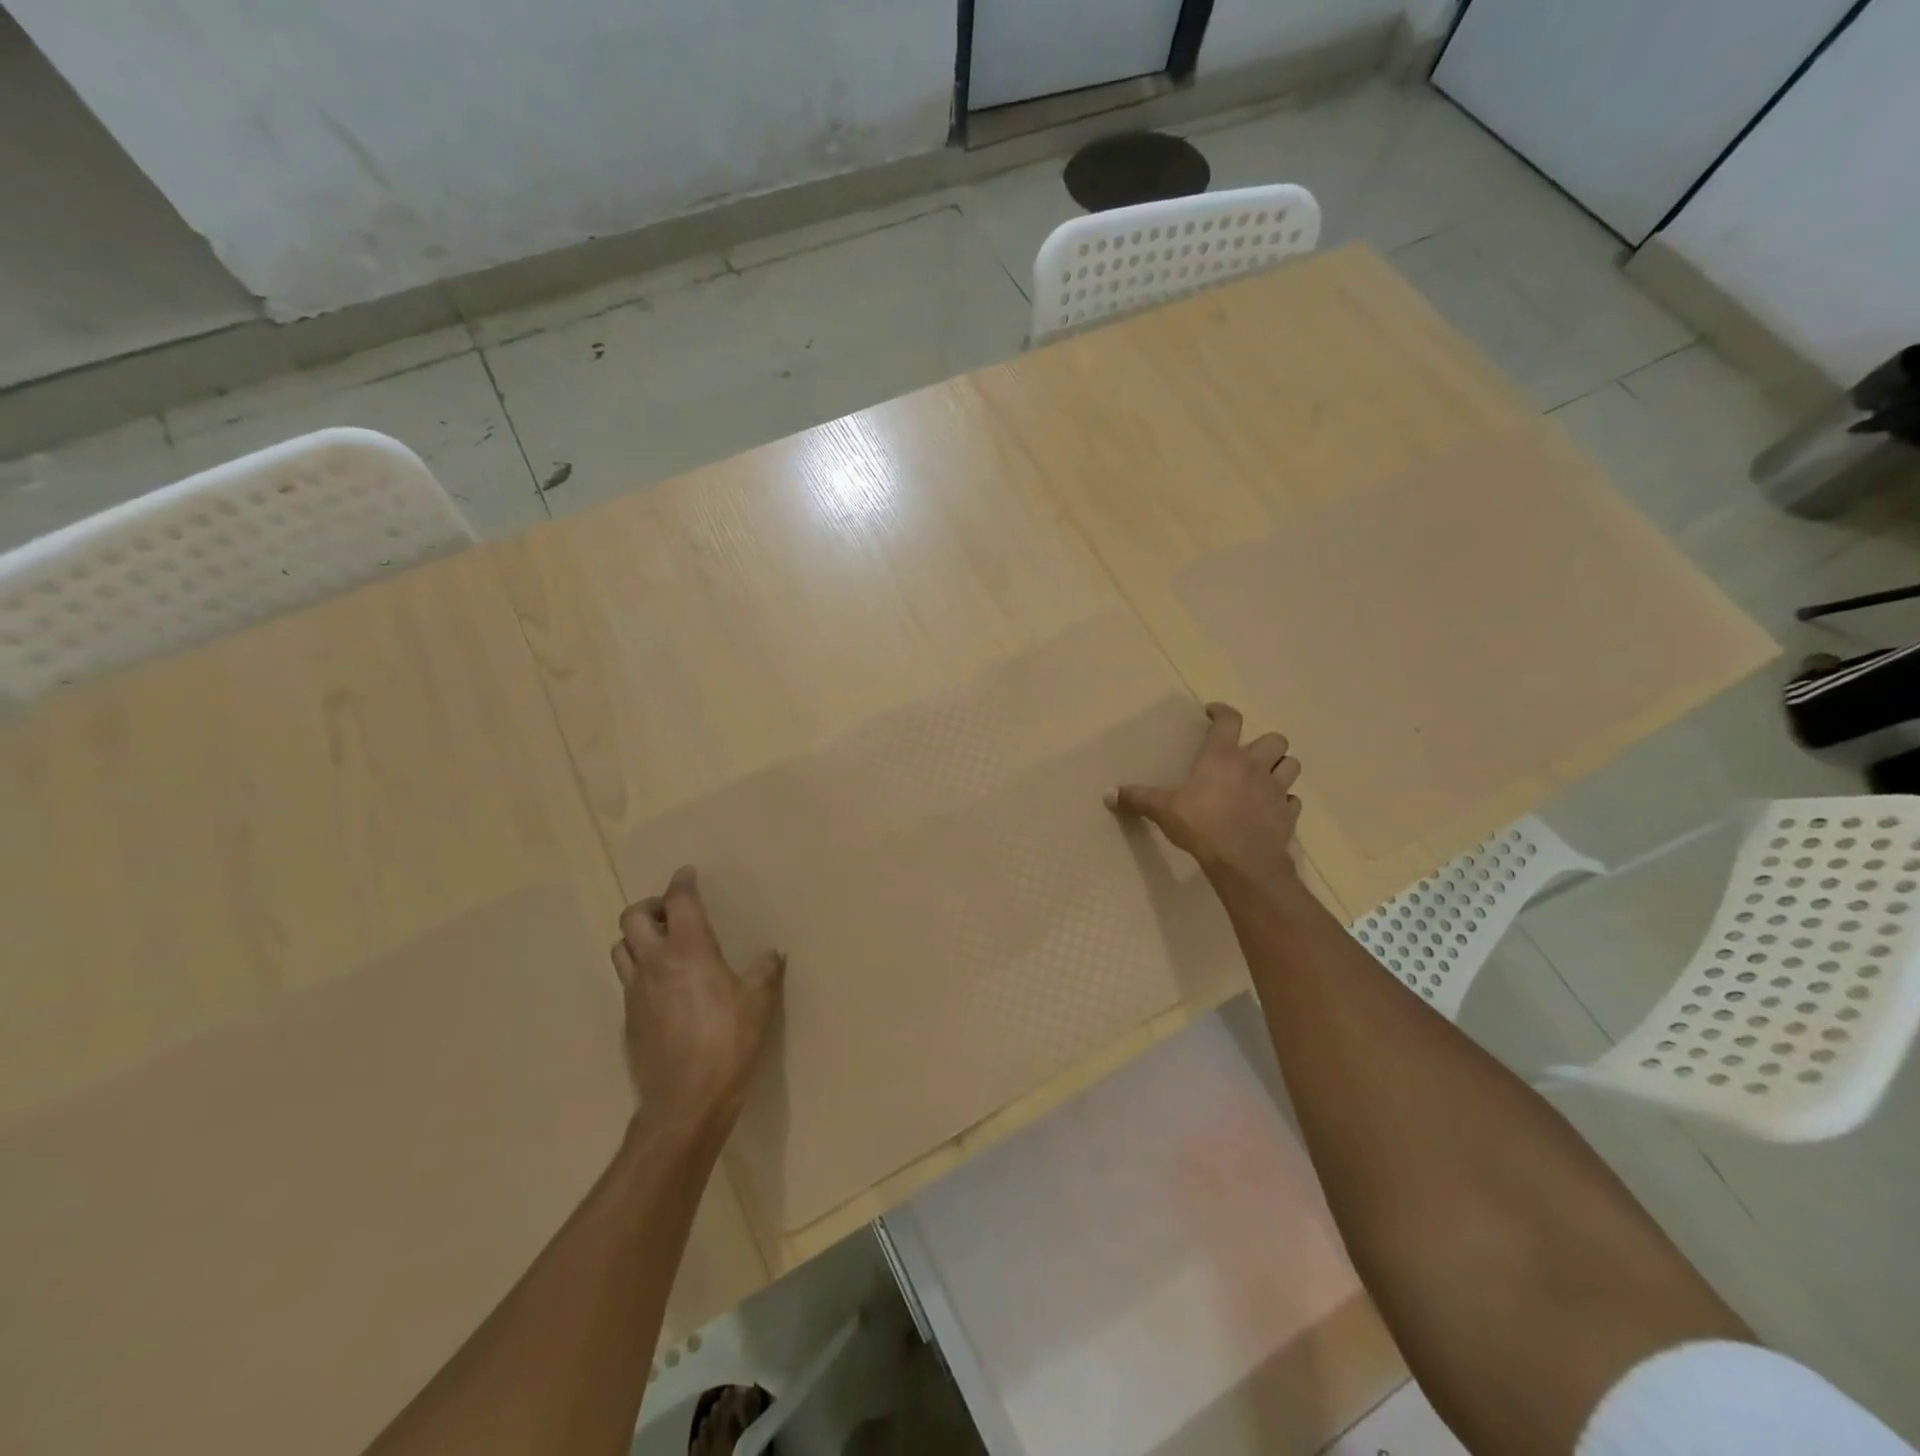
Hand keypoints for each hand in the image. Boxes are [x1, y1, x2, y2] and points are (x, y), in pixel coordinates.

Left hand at [611, 866, 785, 1136]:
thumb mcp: (759, 1002)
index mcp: (689, 949)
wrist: (686, 1101)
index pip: (679, 901)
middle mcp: (655, 962)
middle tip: (672, 911)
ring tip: (661, 943)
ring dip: (638, 936)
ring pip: (621, 948)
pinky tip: (661, 985)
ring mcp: (635, 992)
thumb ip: (765, 971)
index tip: (687, 873)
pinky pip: (626, 979)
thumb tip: (773, 954)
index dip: (682, 882)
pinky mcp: (628, 1019)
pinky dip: (639, 968)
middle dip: (651, 905)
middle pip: (633, 918)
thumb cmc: (728, 1042)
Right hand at [1106, 702, 1302, 883]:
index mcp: (1222, 756)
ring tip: (1265, 776)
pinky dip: (1285, 801)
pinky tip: (1272, 808)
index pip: (1229, 720)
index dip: (1223, 711)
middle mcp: (1254, 766)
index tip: (1213, 712)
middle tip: (1248, 753)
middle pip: (1274, 739)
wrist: (1242, 860)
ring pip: (1291, 765)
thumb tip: (1108, 793)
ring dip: (1281, 767)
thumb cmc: (1201, 825)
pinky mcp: (1287, 814)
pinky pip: (1292, 801)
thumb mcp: (1163, 810)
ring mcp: (1275, 790)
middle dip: (1264, 743)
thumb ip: (1138, 798)